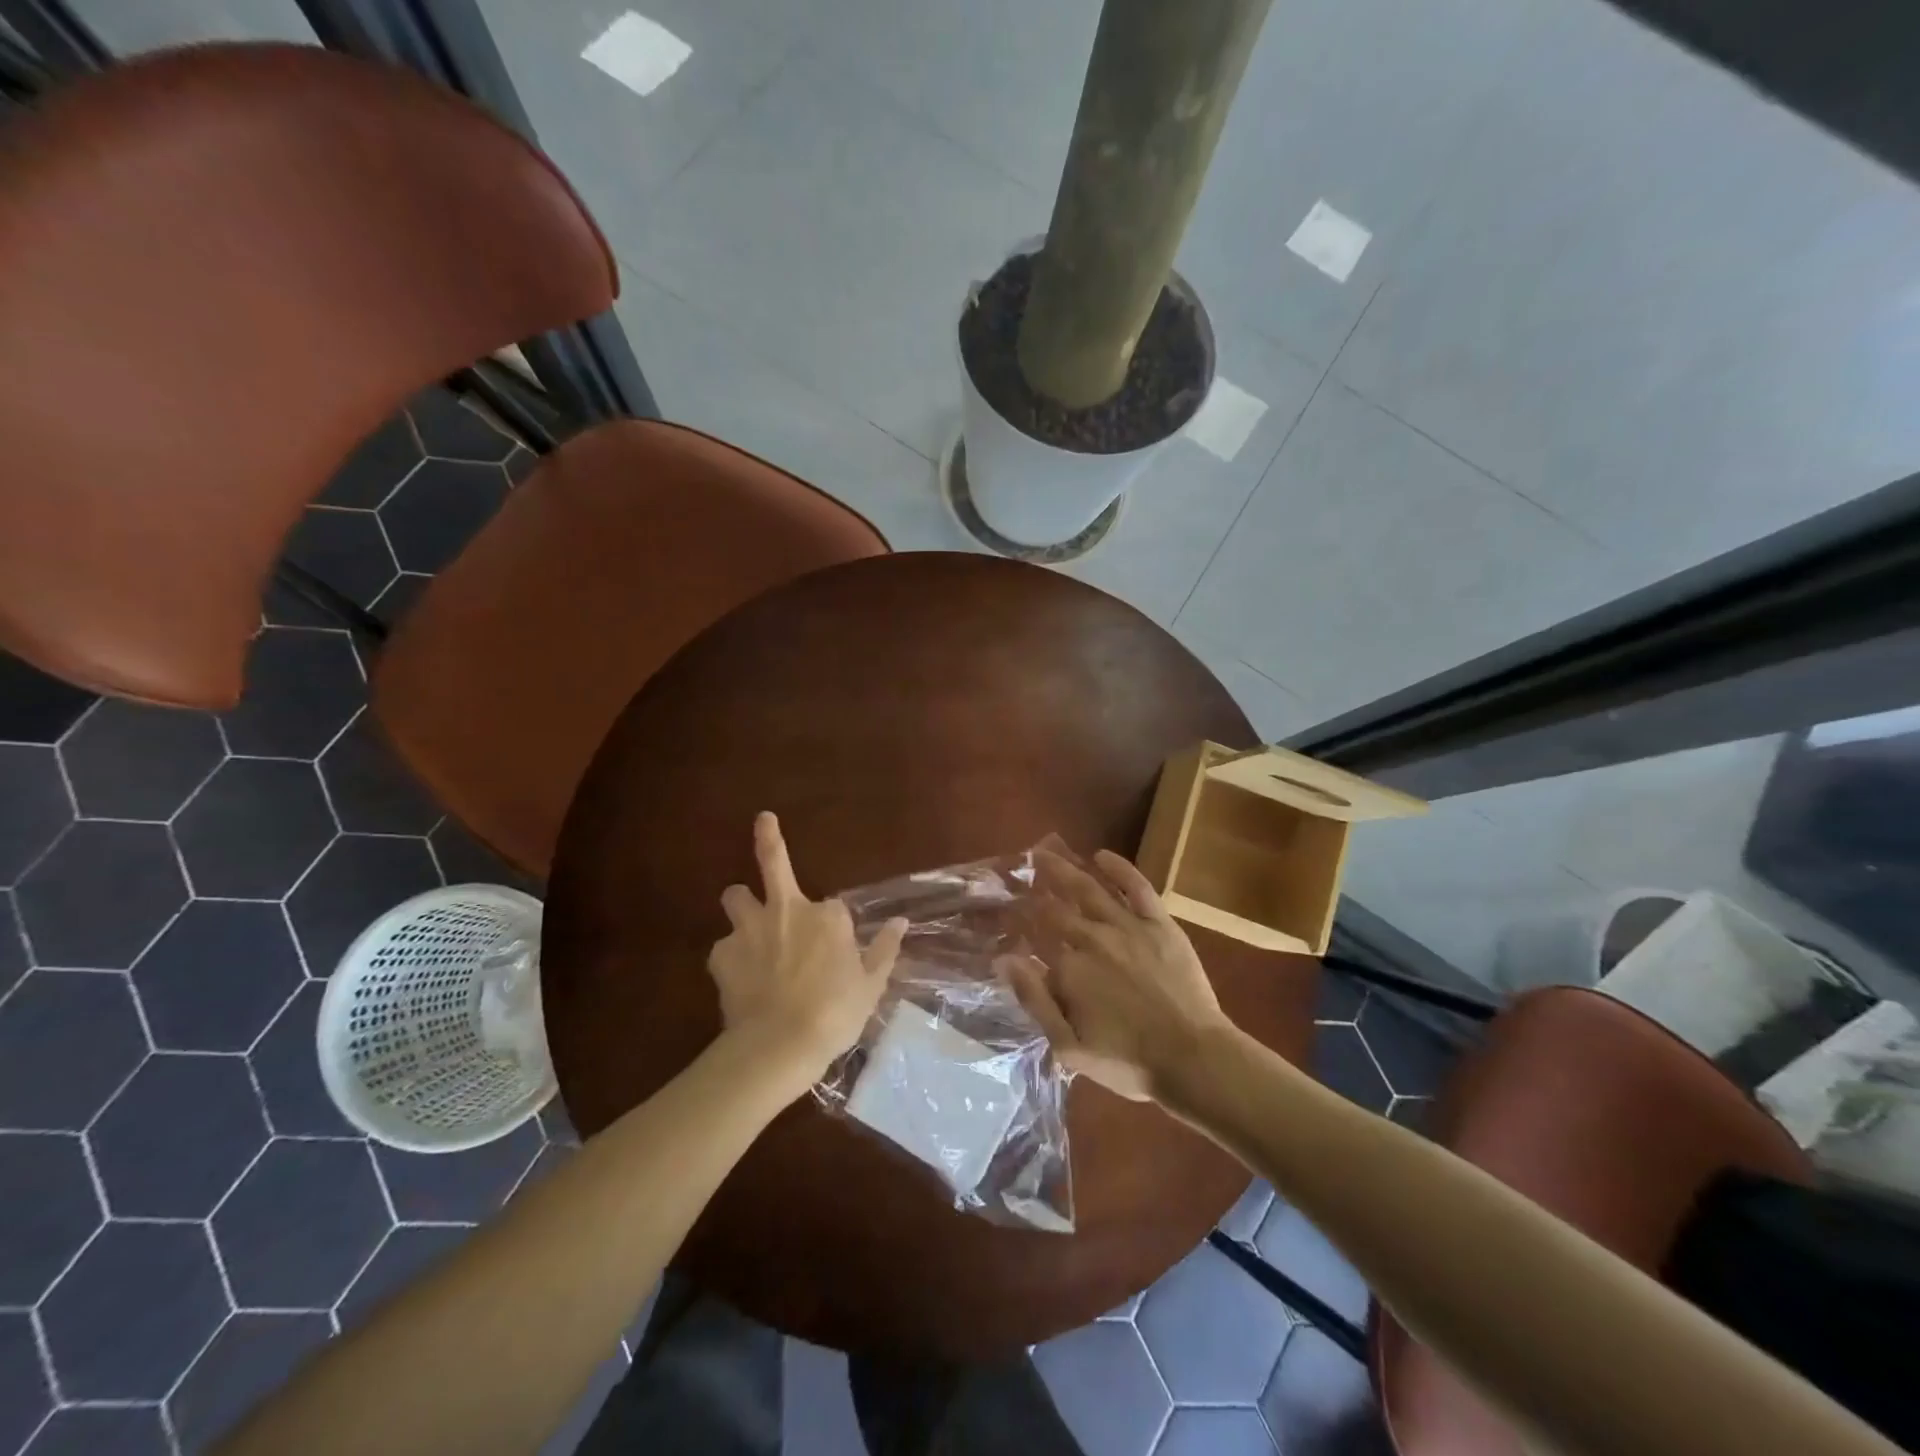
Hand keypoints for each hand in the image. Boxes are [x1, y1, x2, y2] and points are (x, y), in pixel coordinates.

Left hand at [707, 813, 906, 1087]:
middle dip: (768, 838)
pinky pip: (724, 947)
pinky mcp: (721, 954)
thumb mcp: (871, 985)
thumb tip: (901, 922)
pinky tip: (740, 980)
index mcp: (827, 916)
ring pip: (734, 897)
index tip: (837, 951)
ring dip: (741, 904)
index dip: (835, 928)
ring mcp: (750, 929)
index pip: (833, 908)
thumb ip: (884, 949)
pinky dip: (732, 958)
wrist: (779, 1045)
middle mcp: (786, 910)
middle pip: (771, 862)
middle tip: (763, 819)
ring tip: (747, 924)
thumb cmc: (835, 1014)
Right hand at [1009, 848, 1231, 1100]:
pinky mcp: (1159, 923)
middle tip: (1021, 872)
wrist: (1194, 1058)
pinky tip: (1101, 855)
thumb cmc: (1128, 1062)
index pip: (1034, 937)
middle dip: (1036, 890)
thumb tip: (1004, 960)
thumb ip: (1035, 1001)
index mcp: (1068, 969)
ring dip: (1065, 869)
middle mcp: (1092, 938)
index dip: (1017, 922)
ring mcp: (1127, 927)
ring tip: (1046, 853)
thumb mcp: (1069, 1047)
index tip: (1006, 910)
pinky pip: (1136, 886)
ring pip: (1089, 889)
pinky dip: (1118, 868)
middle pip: (1056, 909)